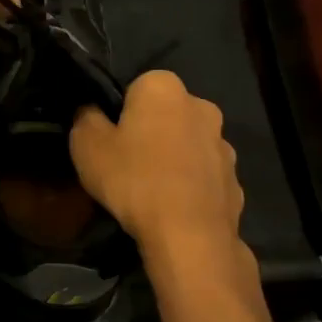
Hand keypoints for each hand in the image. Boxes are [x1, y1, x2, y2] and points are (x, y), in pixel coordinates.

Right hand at [70, 70, 245, 260]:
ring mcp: (224, 144)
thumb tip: (91, 110)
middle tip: (128, 164)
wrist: (189, 234)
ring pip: (188, 144)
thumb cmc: (133, 180)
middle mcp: (201, 105)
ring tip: (152, 191)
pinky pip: (204, 176)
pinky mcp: (235, 179)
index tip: (110, 140)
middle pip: (166, 115)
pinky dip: (191, 186)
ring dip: (174, 158)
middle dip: (151, 132)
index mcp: (164, 87)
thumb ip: (85, 118)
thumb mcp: (87, 146)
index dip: (120, 114)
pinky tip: (174, 208)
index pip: (136, 88)